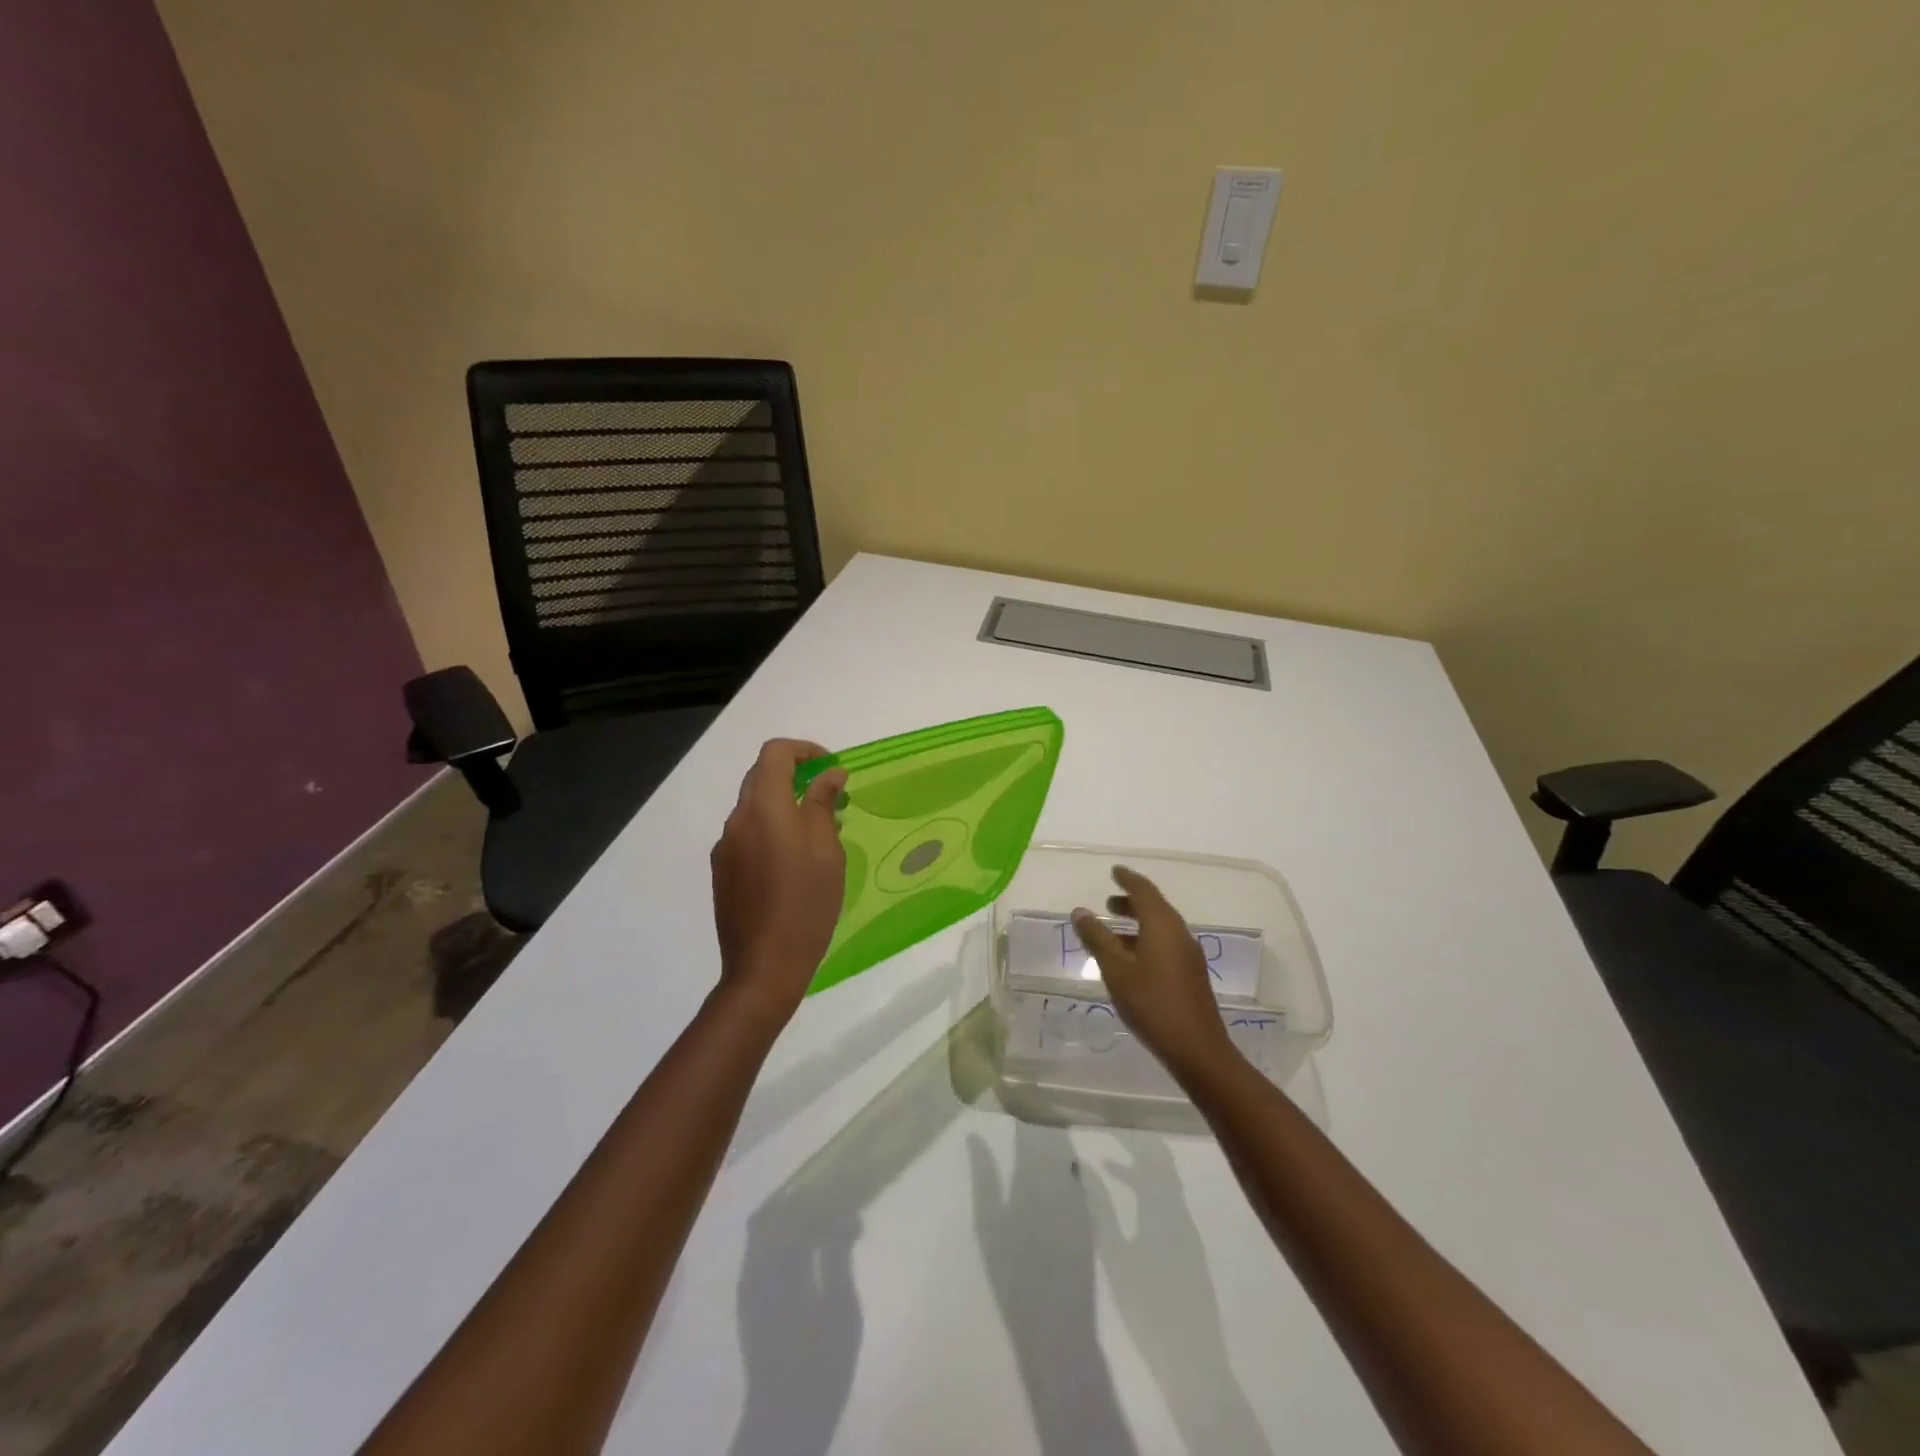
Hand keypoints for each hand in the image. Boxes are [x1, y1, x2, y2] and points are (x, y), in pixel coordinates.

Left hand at [711, 739, 848, 1022]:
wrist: (764, 966)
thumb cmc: (806, 903)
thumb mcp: (826, 849)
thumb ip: (822, 802)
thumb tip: (828, 773)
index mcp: (763, 808)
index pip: (775, 753)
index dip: (805, 750)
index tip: (831, 769)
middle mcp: (737, 820)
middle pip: (761, 777)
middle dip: (796, 776)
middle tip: (830, 798)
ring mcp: (725, 848)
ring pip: (754, 808)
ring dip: (784, 806)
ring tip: (818, 835)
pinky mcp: (722, 872)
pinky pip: (748, 835)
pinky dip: (771, 831)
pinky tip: (793, 864)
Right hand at [1072, 867, 1234, 1082]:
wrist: (1197, 1049)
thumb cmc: (1152, 1004)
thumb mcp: (1116, 970)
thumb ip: (1097, 938)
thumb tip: (1080, 912)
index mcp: (1162, 925)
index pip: (1144, 890)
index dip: (1127, 879)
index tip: (1114, 871)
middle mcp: (1179, 933)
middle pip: (1154, 907)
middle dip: (1131, 901)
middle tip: (1108, 902)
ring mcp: (1188, 954)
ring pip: (1160, 927)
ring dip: (1137, 923)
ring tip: (1112, 931)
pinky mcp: (1190, 974)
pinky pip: (1165, 944)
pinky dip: (1145, 940)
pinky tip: (1130, 960)